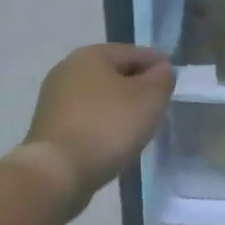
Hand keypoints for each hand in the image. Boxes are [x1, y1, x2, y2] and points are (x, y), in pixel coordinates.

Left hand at [19, 44, 174, 209]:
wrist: (56, 173)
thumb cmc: (107, 127)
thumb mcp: (148, 99)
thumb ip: (162, 79)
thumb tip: (162, 69)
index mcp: (90, 55)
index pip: (133, 52)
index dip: (157, 63)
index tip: (174, 76)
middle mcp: (67, 69)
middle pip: (113, 72)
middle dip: (137, 84)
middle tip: (159, 101)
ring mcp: (54, 99)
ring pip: (99, 96)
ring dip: (120, 105)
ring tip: (140, 123)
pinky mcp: (50, 127)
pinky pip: (86, 117)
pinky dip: (103, 123)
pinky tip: (116, 139)